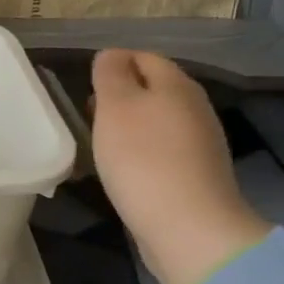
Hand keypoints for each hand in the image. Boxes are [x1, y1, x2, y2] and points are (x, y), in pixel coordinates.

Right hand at [90, 49, 269, 283]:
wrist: (187, 228)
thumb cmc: (143, 158)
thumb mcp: (116, 106)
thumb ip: (110, 74)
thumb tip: (111, 55)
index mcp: (177, 84)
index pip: (143, 56)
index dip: (112, 64)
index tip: (84, 86)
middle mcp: (194, 107)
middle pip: (152, 89)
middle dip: (119, 97)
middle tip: (88, 114)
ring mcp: (199, 144)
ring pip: (156, 121)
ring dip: (128, 127)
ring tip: (99, 143)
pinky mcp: (195, 175)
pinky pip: (161, 151)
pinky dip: (140, 153)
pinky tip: (122, 170)